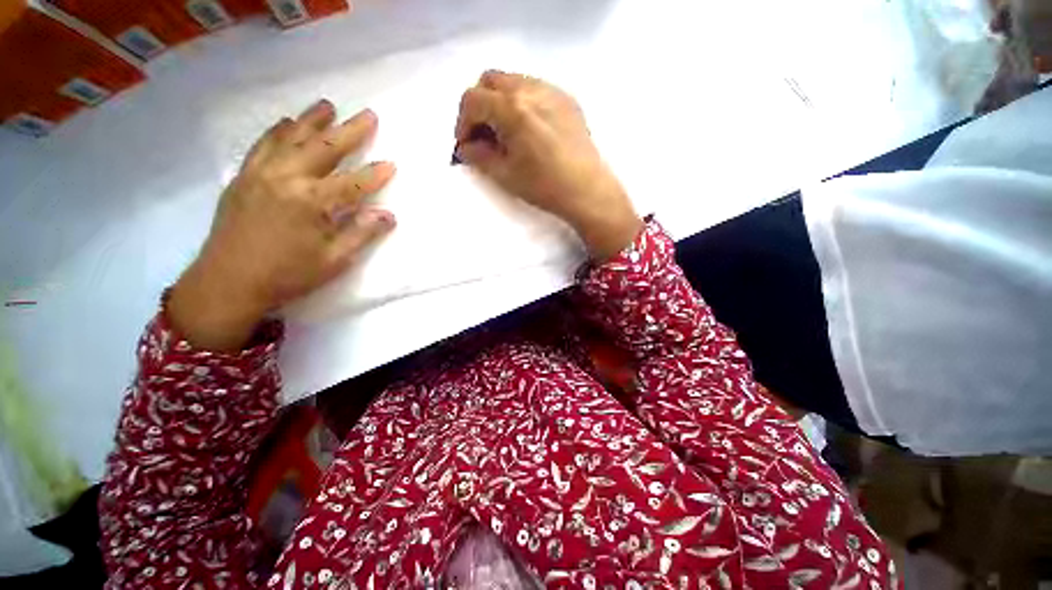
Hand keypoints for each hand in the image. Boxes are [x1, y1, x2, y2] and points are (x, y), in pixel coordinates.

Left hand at [169, 100, 395, 350]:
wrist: (227, 282)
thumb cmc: (287, 275)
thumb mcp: (334, 261)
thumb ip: (362, 234)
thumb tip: (388, 215)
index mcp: (311, 202)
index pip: (353, 182)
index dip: (375, 174)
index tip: (392, 164)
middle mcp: (286, 178)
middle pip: (324, 148)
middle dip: (350, 131)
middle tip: (368, 115)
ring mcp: (260, 173)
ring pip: (291, 138)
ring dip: (312, 120)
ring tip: (327, 106)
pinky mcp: (243, 177)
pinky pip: (263, 145)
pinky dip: (278, 131)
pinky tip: (288, 124)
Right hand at [455, 71, 641, 259]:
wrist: (587, 191)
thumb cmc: (544, 186)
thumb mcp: (505, 174)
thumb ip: (478, 156)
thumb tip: (464, 148)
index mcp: (512, 108)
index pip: (473, 100)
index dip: (462, 122)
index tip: (465, 144)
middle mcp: (531, 89)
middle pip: (491, 81)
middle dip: (480, 105)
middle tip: (483, 135)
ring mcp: (553, 91)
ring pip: (514, 82)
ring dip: (501, 102)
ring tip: (506, 134)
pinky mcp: (567, 100)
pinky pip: (536, 89)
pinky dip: (522, 103)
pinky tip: (528, 130)